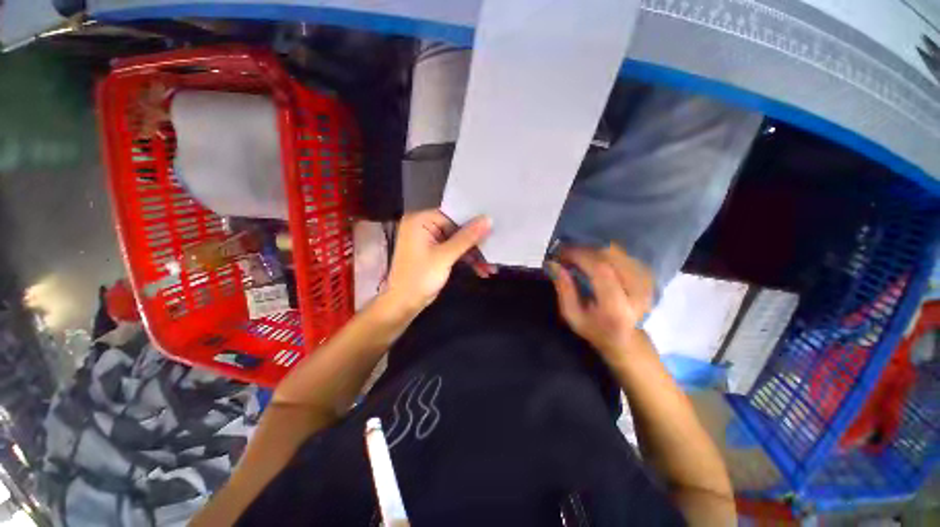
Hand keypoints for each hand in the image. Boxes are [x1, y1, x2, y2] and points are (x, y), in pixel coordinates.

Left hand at [382, 210, 492, 315]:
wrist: (404, 304)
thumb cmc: (420, 277)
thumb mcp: (445, 256)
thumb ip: (467, 237)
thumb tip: (488, 219)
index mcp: (420, 221)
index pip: (452, 215)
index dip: (472, 223)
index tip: (493, 230)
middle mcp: (423, 226)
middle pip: (456, 229)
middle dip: (475, 244)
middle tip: (493, 251)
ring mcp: (428, 240)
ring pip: (457, 242)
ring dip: (473, 255)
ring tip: (490, 267)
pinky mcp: (433, 253)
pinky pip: (452, 251)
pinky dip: (465, 260)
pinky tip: (481, 270)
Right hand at [546, 244, 653, 362]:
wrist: (627, 339)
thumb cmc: (595, 329)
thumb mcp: (572, 315)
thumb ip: (564, 290)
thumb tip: (553, 264)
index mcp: (616, 308)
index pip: (601, 271)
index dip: (580, 256)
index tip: (562, 253)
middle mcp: (636, 293)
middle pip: (611, 257)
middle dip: (585, 249)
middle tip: (566, 252)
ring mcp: (646, 283)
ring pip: (617, 252)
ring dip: (594, 249)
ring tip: (577, 255)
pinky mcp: (647, 276)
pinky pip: (623, 254)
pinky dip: (604, 251)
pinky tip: (592, 257)